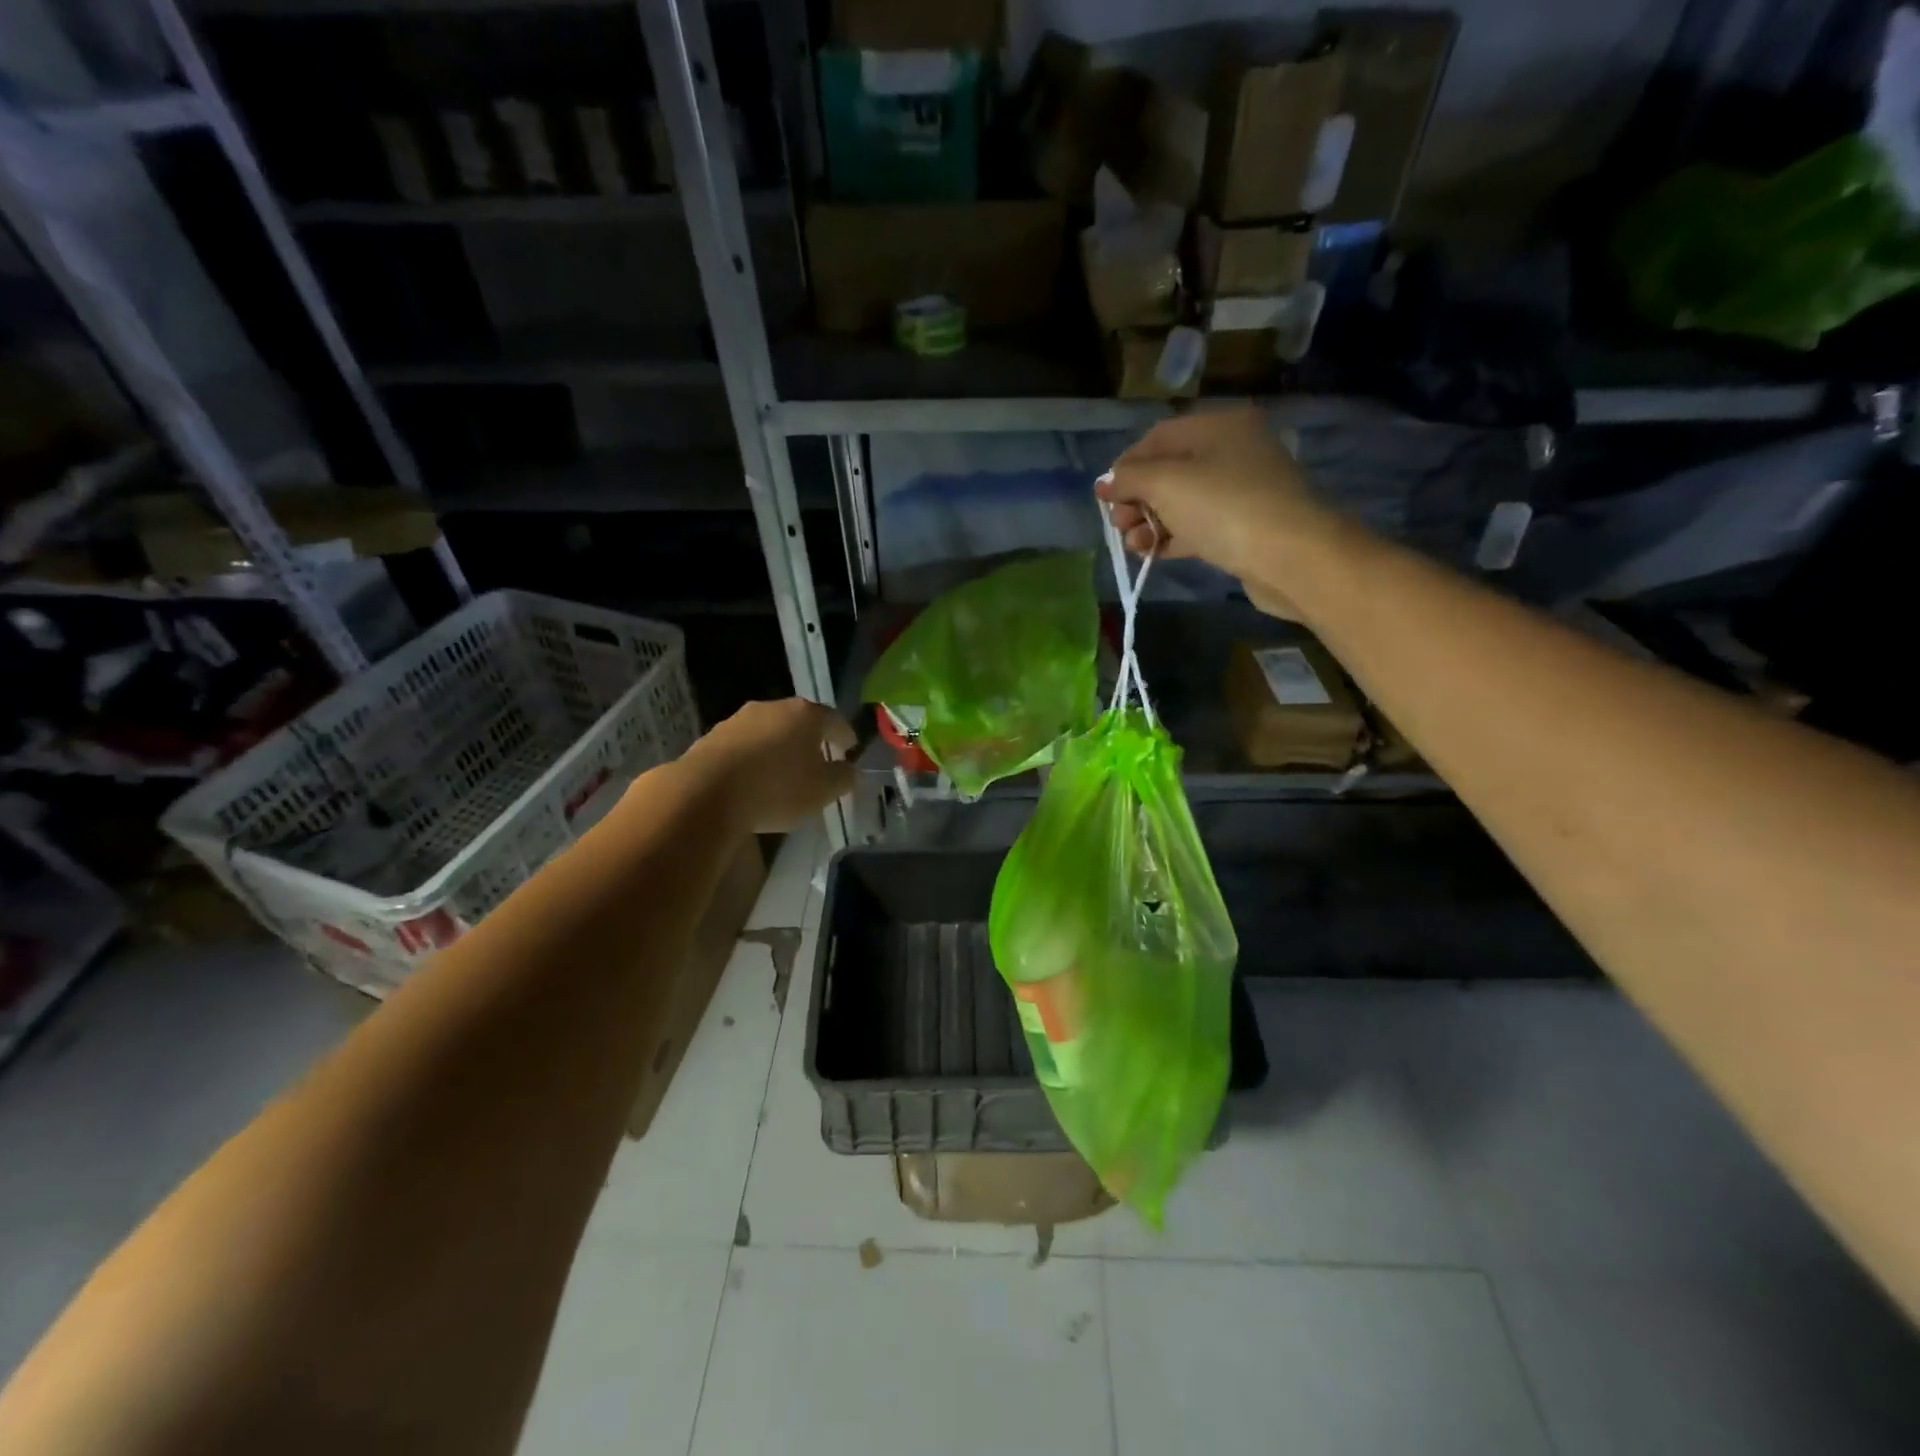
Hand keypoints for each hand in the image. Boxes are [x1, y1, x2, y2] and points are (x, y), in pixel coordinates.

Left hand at [683, 699, 857, 833]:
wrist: (706, 793)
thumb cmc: (777, 788)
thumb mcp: (823, 790)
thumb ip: (843, 778)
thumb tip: (851, 770)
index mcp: (806, 714)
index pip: (835, 721)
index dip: (846, 736)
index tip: (851, 750)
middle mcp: (773, 708)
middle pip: (800, 722)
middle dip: (810, 741)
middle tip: (818, 762)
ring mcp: (739, 720)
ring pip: (769, 732)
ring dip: (779, 749)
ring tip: (783, 774)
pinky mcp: (712, 738)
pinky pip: (743, 747)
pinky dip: (753, 760)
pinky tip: (753, 781)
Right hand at [1096, 409, 1336, 617]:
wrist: (1291, 556)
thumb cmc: (1224, 507)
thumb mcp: (1166, 483)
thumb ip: (1129, 479)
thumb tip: (1104, 483)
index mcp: (1219, 426)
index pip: (1158, 438)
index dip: (1125, 465)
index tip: (1104, 496)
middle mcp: (1232, 451)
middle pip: (1169, 470)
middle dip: (1136, 498)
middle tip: (1117, 524)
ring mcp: (1241, 491)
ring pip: (1181, 502)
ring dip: (1150, 522)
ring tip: (1133, 544)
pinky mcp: (1244, 527)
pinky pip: (1197, 526)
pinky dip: (1171, 537)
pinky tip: (1151, 553)